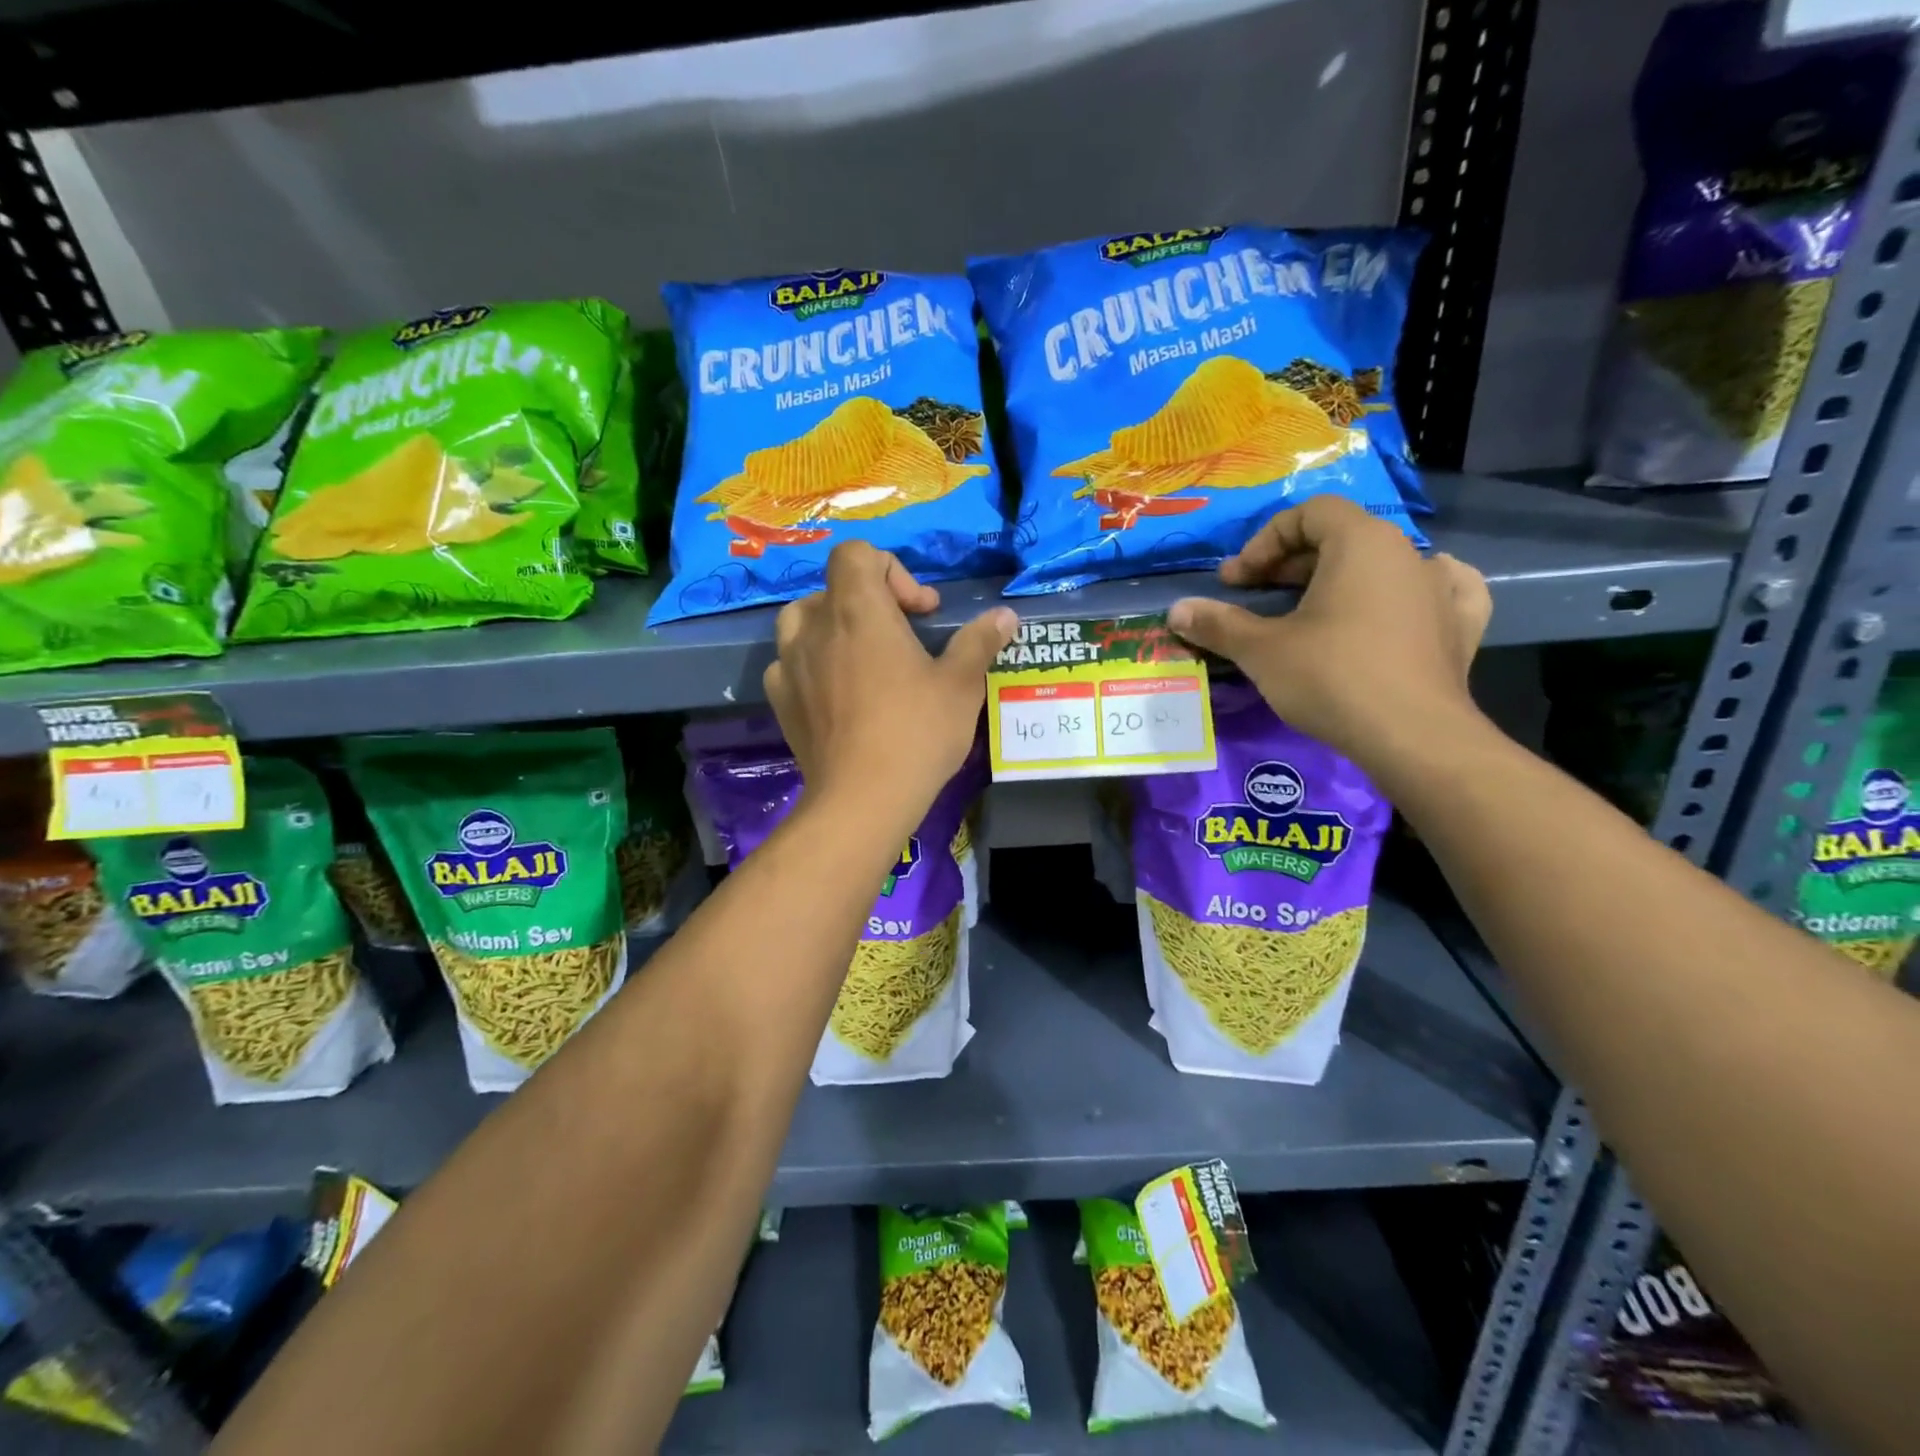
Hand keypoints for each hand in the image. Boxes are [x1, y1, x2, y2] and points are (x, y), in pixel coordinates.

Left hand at [765, 541, 1016, 831]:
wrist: (862, 799)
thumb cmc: (916, 733)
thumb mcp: (960, 686)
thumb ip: (979, 642)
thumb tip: (1006, 615)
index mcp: (859, 610)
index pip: (855, 552)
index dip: (891, 570)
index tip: (920, 612)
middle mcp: (815, 627)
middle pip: (832, 587)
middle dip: (868, 601)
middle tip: (900, 637)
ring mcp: (789, 664)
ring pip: (802, 622)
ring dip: (833, 628)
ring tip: (862, 660)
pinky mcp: (780, 700)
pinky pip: (789, 664)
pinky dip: (812, 666)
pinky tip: (836, 695)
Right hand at [1167, 496, 1491, 769]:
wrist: (1412, 736)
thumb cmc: (1332, 678)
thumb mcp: (1262, 650)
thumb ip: (1219, 624)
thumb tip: (1176, 611)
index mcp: (1361, 543)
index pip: (1309, 514)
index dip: (1264, 542)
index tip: (1237, 581)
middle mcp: (1407, 553)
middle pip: (1342, 537)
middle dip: (1291, 564)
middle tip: (1256, 597)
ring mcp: (1440, 589)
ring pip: (1383, 565)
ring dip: (1342, 577)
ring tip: (1315, 606)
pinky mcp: (1460, 627)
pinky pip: (1437, 592)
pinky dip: (1409, 593)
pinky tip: (1400, 604)